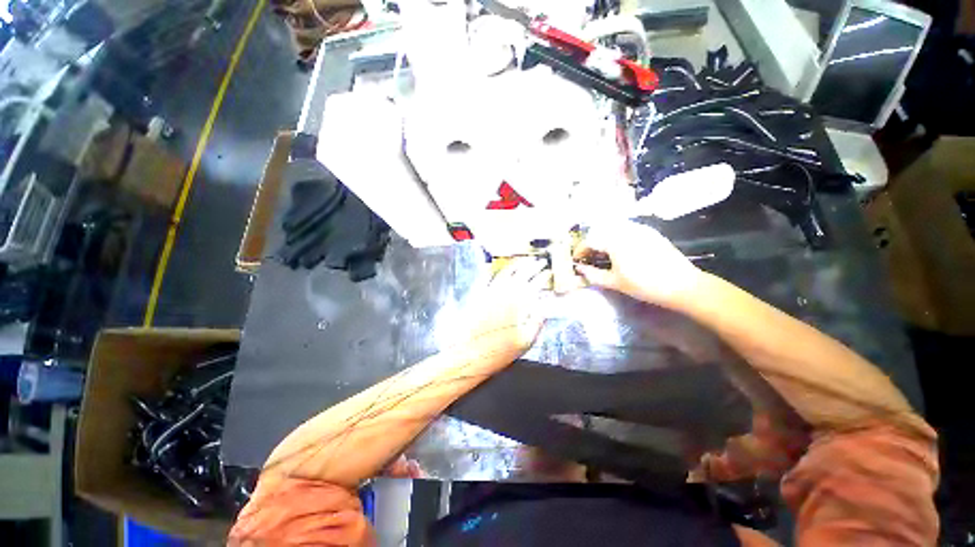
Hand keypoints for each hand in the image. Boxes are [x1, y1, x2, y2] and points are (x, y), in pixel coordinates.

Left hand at [464, 257, 551, 359]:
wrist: (471, 354)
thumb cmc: (500, 351)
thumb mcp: (526, 341)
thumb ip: (537, 322)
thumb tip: (544, 307)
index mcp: (519, 304)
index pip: (535, 284)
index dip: (543, 276)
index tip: (548, 272)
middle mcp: (505, 294)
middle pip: (521, 274)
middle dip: (532, 266)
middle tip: (539, 262)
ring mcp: (490, 292)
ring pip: (505, 272)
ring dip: (516, 265)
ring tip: (523, 261)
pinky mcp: (477, 295)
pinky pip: (485, 278)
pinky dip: (491, 271)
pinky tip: (495, 268)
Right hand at [573, 220, 700, 307]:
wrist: (682, 285)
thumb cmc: (644, 285)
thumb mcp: (615, 282)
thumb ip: (593, 274)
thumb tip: (579, 269)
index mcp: (615, 241)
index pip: (590, 240)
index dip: (580, 250)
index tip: (577, 260)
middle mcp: (626, 230)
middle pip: (601, 232)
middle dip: (592, 243)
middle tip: (590, 257)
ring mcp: (641, 229)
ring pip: (615, 229)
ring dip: (605, 239)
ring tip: (604, 254)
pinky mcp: (651, 233)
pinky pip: (628, 230)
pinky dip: (619, 237)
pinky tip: (622, 250)